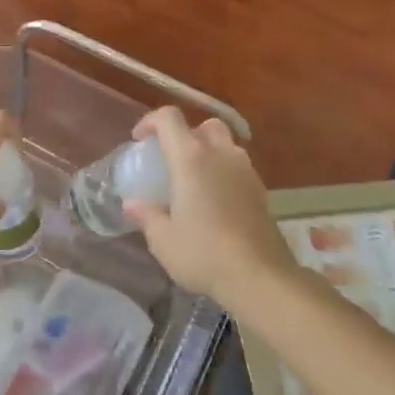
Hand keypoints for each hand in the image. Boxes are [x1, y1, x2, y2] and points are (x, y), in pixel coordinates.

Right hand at [123, 107, 300, 311]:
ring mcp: (245, 171)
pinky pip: (238, 168)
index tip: (139, 140)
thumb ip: (146, 216)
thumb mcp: (163, 239)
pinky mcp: (261, 190)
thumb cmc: (203, 252)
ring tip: (194, 182)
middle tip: (172, 160)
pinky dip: (224, 173)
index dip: (150, 121)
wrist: (259, 275)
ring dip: (208, 153)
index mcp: (191, 158)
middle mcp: (220, 154)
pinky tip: (215, 202)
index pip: (169, 118)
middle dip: (186, 135)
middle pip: (204, 126)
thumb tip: (132, 204)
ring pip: (226, 145)